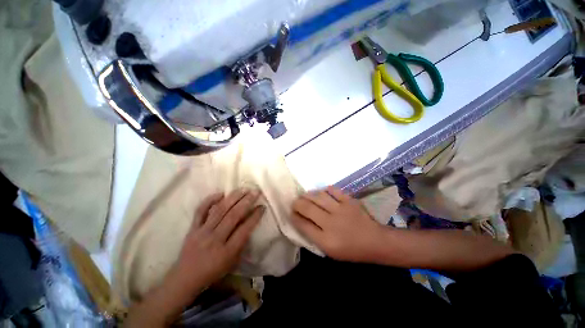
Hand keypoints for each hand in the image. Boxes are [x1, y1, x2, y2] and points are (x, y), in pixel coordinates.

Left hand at [170, 189, 263, 295]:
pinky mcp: (193, 228)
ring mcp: (202, 232)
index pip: (244, 229)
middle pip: (233, 216)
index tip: (262, 206)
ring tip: (243, 189)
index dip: (255, 216)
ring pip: (220, 210)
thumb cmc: (213, 272)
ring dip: (233, 197)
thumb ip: (242, 243)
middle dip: (246, 201)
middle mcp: (215, 239)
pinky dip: (210, 200)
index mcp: (227, 251)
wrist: (185, 278)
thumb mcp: (233, 262)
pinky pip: (200, 211)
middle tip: (255, 192)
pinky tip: (221, 193)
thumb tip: (249, 224)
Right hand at [291, 186, 386, 262]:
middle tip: (295, 202)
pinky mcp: (349, 201)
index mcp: (326, 240)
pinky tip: (322, 192)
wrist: (376, 241)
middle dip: (297, 203)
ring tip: (305, 195)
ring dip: (308, 195)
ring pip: (318, 197)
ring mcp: (341, 210)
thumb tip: (302, 221)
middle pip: (308, 208)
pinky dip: (325, 190)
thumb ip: (315, 238)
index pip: (303, 225)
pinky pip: (333, 190)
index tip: (291, 213)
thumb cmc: (352, 250)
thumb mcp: (331, 251)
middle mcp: (331, 223)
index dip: (294, 217)